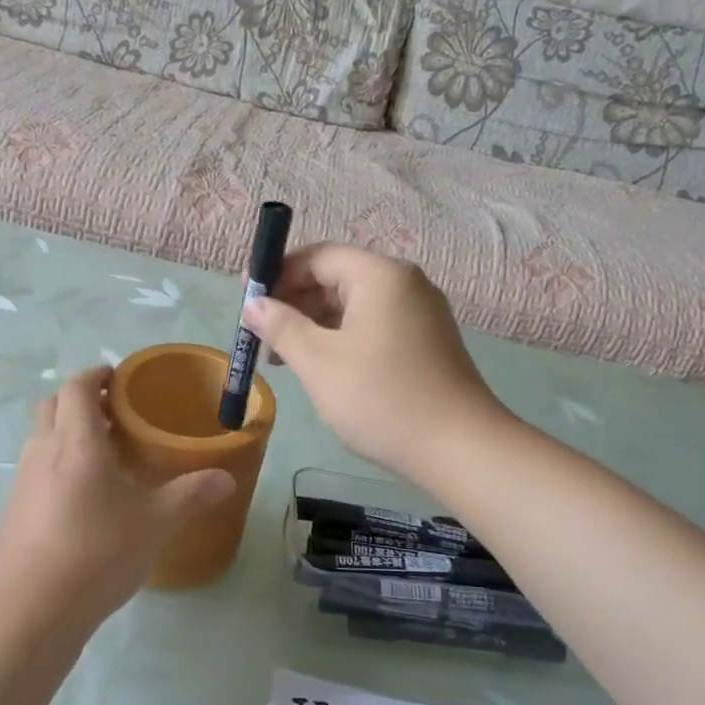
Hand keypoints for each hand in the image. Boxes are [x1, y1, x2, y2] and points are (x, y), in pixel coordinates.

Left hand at [0, 368, 234, 633]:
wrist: (34, 610)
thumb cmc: (99, 553)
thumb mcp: (156, 523)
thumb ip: (191, 495)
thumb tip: (227, 478)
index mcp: (76, 442)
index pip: (77, 387)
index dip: (97, 375)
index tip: (120, 379)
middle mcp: (42, 451)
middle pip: (52, 405)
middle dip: (80, 400)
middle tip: (115, 415)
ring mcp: (22, 481)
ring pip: (41, 437)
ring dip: (66, 432)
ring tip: (103, 456)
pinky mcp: (13, 510)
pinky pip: (35, 469)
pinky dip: (56, 464)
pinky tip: (82, 498)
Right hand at [242, 245, 504, 482]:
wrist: (458, 448)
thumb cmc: (380, 399)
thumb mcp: (319, 362)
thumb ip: (281, 326)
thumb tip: (253, 304)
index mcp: (380, 275)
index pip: (318, 256)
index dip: (278, 274)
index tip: (247, 302)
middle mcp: (405, 283)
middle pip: (337, 277)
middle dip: (294, 302)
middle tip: (260, 336)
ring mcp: (420, 312)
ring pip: (354, 305)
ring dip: (315, 324)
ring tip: (284, 358)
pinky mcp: (426, 340)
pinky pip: (373, 325)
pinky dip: (342, 338)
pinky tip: (322, 367)